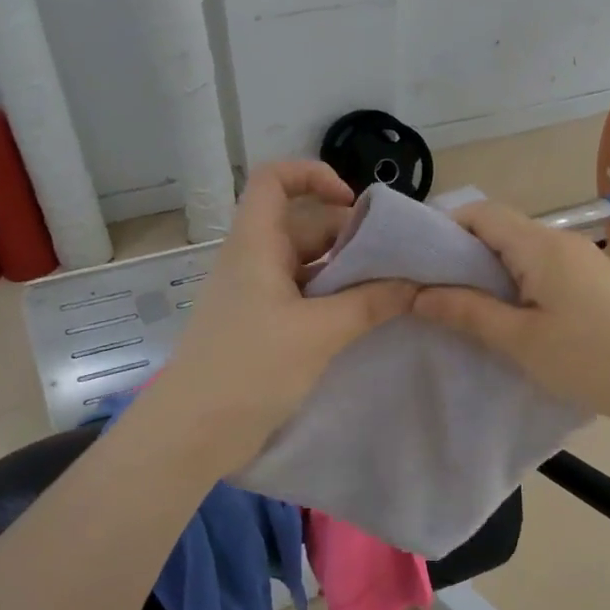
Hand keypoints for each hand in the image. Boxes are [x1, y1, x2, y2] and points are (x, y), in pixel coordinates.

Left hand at [131, 162, 414, 475]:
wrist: (193, 433)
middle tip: (397, 258)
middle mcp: (255, 261)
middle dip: (350, 234)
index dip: (312, 175)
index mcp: (256, 245)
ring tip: (393, 289)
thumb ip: (370, 304)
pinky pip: (305, 298)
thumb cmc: (250, 368)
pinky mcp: (263, 327)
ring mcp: (258, 296)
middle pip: (304, 225)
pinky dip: (335, 301)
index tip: (354, 201)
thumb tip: (416, 284)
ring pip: (308, 266)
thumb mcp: (318, 333)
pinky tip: (367, 319)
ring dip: (347, 273)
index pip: (274, 180)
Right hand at [413, 201, 609, 431]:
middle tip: (435, 286)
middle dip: (464, 251)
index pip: (482, 213)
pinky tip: (512, 310)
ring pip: (523, 247)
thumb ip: (467, 311)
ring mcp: (584, 257)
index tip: (419, 260)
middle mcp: (562, 240)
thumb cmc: (587, 360)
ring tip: (468, 302)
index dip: (445, 227)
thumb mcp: (519, 339)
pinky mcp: (596, 278)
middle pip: (502, 227)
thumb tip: (418, 294)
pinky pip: (545, 264)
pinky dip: (519, 278)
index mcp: (541, 246)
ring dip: (492, 267)